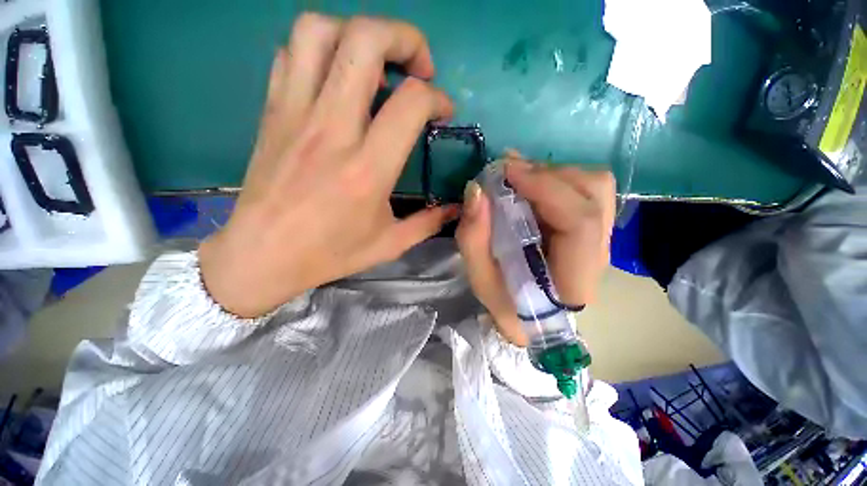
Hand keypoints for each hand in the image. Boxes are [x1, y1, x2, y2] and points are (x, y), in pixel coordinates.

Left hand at [199, 14, 456, 317]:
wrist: (263, 255)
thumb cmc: (330, 253)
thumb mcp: (390, 244)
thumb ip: (428, 223)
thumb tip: (457, 208)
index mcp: (367, 169)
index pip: (411, 103)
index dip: (437, 97)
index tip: (443, 112)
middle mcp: (332, 130)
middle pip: (364, 41)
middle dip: (404, 38)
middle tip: (417, 66)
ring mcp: (295, 114)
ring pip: (320, 31)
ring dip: (357, 33)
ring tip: (376, 64)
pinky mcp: (272, 112)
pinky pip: (291, 53)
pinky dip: (321, 51)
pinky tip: (337, 78)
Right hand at [456, 156, 615, 345]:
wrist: (530, 316)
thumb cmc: (506, 303)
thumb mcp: (480, 277)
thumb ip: (473, 237)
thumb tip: (477, 189)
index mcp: (574, 279)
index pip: (581, 223)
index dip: (546, 189)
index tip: (507, 172)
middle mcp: (598, 254)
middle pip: (594, 193)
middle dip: (547, 174)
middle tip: (508, 173)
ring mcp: (601, 238)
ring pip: (594, 186)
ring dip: (552, 174)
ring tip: (518, 178)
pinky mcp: (593, 229)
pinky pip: (585, 190)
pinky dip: (555, 179)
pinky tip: (530, 185)